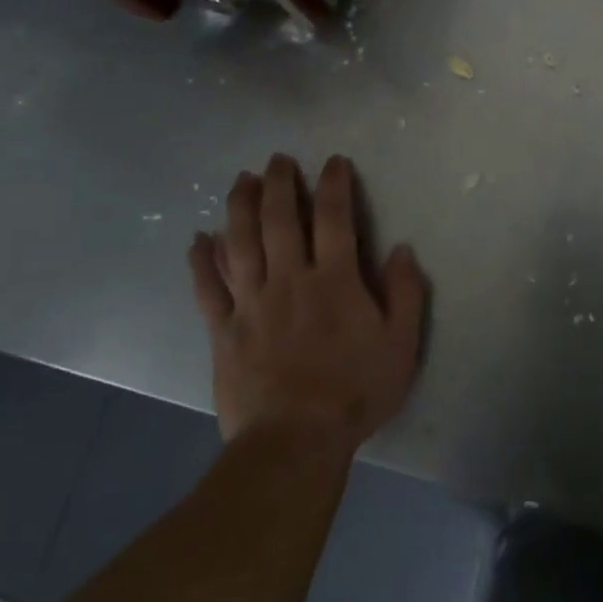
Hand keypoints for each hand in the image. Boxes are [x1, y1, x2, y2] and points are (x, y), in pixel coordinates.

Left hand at [189, 154, 426, 455]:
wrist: (294, 442)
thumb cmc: (354, 391)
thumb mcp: (401, 344)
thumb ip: (405, 292)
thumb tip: (400, 248)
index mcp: (335, 279)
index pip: (334, 217)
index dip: (334, 184)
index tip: (333, 161)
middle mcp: (291, 279)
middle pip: (280, 219)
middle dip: (280, 183)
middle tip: (278, 159)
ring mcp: (252, 303)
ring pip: (241, 242)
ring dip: (240, 206)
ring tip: (242, 179)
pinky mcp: (224, 330)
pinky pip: (208, 288)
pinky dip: (201, 261)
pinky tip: (198, 239)